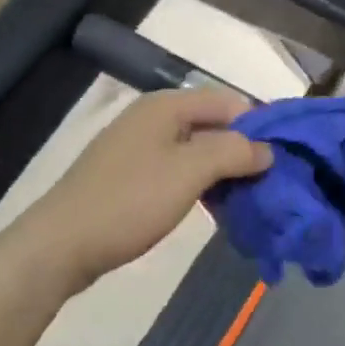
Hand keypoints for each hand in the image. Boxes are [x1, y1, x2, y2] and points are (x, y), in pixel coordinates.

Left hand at [22, 86, 271, 290]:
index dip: (258, 126)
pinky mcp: (129, 176)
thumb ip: (233, 152)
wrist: (62, 244)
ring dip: (222, 171)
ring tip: (247, 199)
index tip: (282, 160)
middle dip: (242, 151)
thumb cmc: (130, 201)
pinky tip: (213, 208)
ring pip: (195, 150)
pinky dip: (199, 184)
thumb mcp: (190, 172)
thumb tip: (267, 149)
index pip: (228, 101)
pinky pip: (176, 170)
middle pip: (212, 124)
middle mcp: (152, 118)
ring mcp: (137, 147)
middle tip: (268, 184)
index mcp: (166, 106)